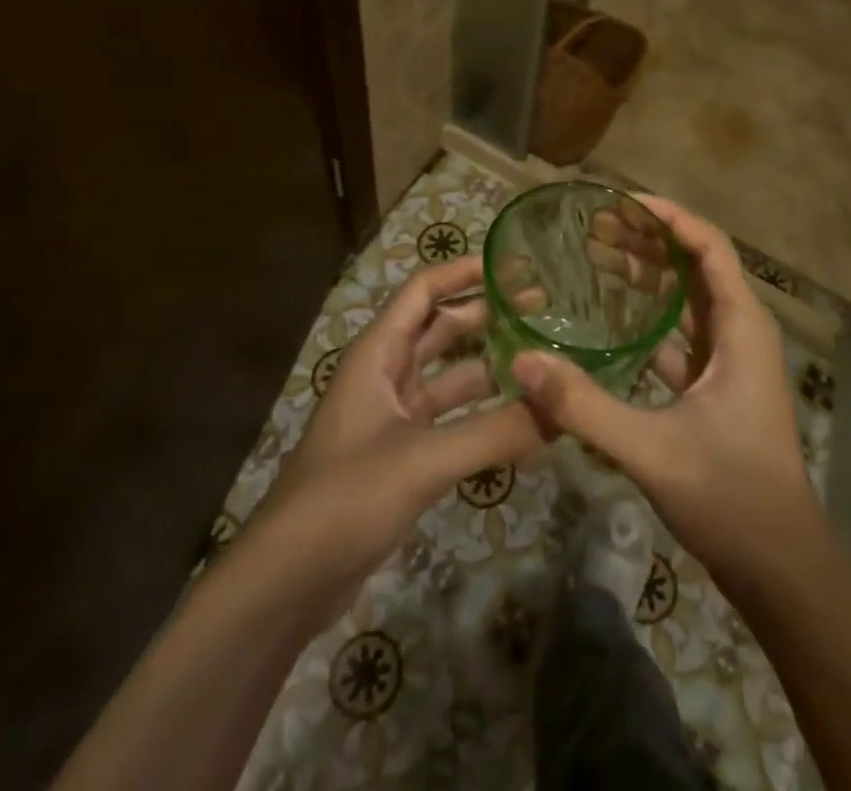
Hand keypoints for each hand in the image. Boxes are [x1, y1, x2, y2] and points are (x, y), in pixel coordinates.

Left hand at [256, 256, 541, 611]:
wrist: (286, 583)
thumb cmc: (346, 498)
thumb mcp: (423, 459)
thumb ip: (495, 432)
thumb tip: (563, 410)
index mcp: (378, 354)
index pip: (424, 291)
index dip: (465, 272)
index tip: (515, 267)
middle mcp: (385, 375)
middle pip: (441, 329)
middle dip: (488, 316)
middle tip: (543, 312)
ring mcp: (392, 418)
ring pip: (449, 377)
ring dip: (490, 367)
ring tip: (542, 363)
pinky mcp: (401, 457)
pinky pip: (450, 420)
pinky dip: (483, 415)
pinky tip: (521, 423)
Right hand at [511, 197, 817, 592]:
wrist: (779, 567)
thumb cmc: (730, 495)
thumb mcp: (651, 448)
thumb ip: (585, 406)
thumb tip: (521, 362)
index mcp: (741, 327)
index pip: (709, 246)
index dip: (668, 217)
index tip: (620, 202)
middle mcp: (740, 331)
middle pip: (695, 265)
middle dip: (648, 240)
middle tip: (593, 226)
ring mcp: (729, 360)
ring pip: (688, 299)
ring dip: (648, 275)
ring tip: (596, 255)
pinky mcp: (715, 386)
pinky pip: (680, 333)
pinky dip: (649, 317)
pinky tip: (610, 318)